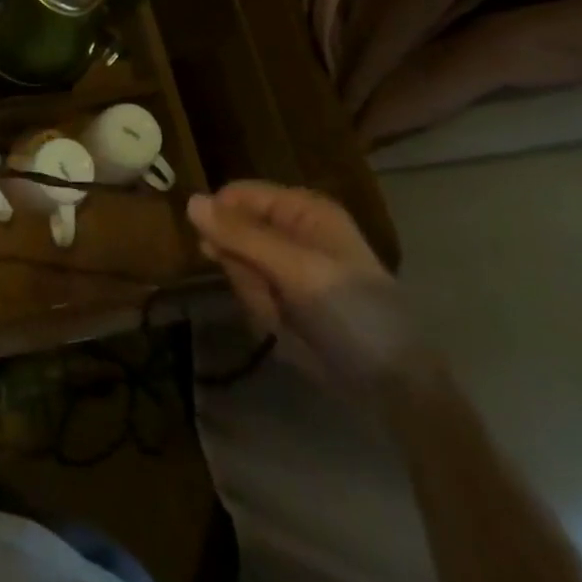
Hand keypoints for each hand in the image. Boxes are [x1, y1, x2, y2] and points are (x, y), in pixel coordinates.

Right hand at [188, 181, 428, 395]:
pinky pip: (250, 292)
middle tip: (266, 290)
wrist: (392, 386)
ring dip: (253, 293)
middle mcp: (293, 230)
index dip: (221, 219)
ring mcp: (288, 265)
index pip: (238, 195)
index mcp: (302, 209)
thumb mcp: (295, 269)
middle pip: (233, 231)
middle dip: (243, 266)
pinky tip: (285, 327)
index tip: (212, 251)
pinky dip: (261, 311)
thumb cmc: (350, 313)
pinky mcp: (286, 297)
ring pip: (237, 265)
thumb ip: (241, 235)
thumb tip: (189, 201)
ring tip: (282, 314)